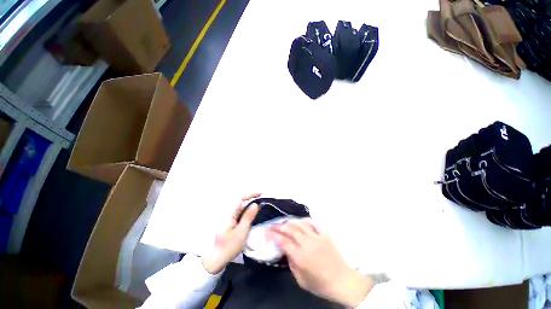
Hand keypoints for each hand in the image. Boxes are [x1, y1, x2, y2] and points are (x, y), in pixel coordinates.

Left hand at [202, 193, 260, 273]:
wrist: (218, 259)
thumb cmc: (230, 245)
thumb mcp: (242, 231)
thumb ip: (248, 216)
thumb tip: (256, 204)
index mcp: (230, 214)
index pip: (240, 199)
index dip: (250, 194)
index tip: (260, 194)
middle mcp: (229, 214)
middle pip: (241, 202)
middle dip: (252, 199)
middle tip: (263, 201)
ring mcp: (229, 218)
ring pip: (241, 208)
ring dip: (250, 206)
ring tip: (260, 207)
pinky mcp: (231, 223)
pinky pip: (240, 214)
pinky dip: (248, 212)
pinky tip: (253, 214)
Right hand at [266, 220, 372, 306]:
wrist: (343, 280)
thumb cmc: (321, 284)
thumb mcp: (301, 280)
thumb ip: (291, 264)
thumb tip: (286, 251)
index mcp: (300, 257)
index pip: (283, 241)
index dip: (273, 235)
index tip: (266, 231)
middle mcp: (307, 243)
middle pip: (290, 229)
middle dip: (279, 226)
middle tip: (272, 225)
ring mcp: (316, 237)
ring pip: (300, 224)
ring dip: (290, 222)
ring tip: (284, 222)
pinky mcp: (324, 234)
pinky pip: (312, 223)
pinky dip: (303, 221)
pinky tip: (299, 221)